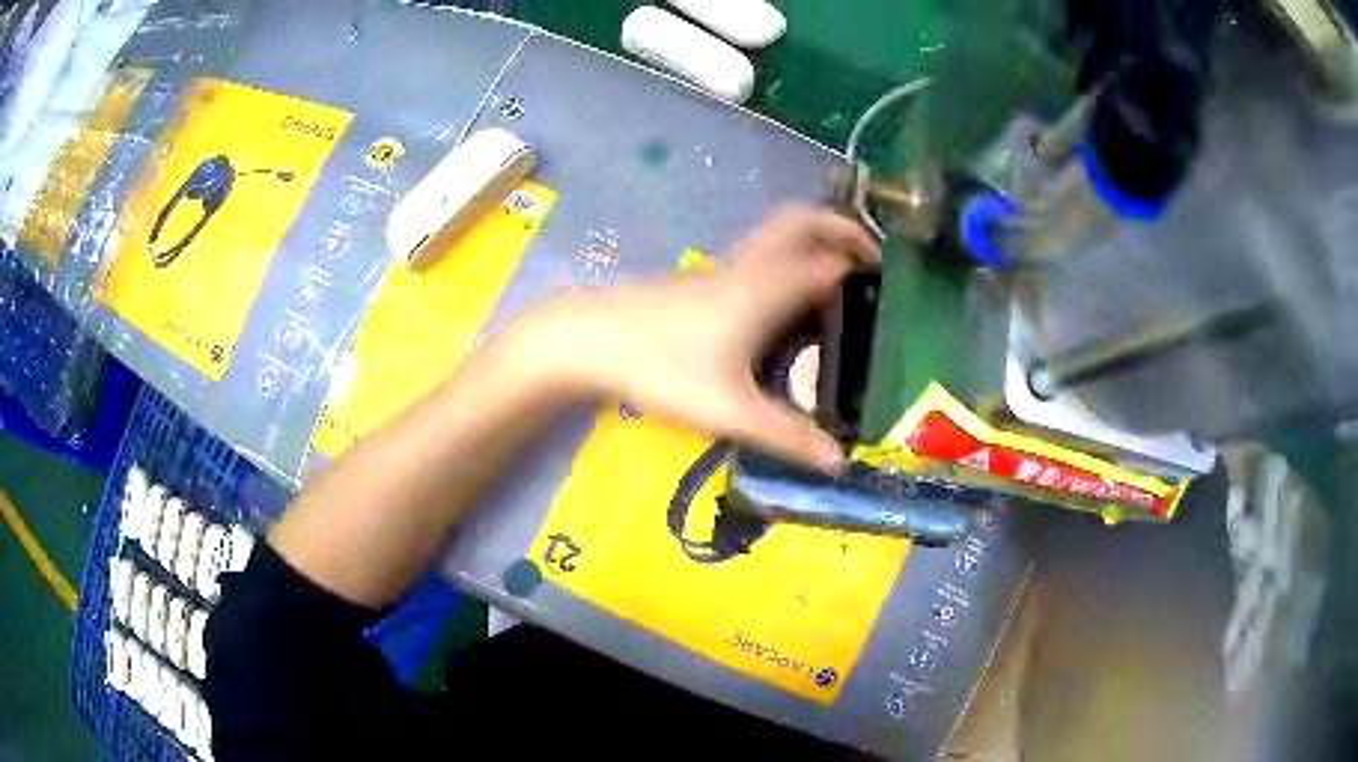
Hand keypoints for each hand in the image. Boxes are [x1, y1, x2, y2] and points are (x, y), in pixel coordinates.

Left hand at [502, 206, 878, 471]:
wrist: (587, 340)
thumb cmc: (660, 367)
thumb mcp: (728, 409)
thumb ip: (786, 436)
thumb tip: (839, 462)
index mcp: (767, 288)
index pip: (831, 261)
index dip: (866, 264)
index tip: (897, 283)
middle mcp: (750, 266)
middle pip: (803, 221)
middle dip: (842, 228)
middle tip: (872, 258)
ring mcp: (723, 268)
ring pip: (778, 233)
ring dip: (814, 239)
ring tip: (840, 277)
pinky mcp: (702, 279)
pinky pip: (759, 253)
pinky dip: (788, 257)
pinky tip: (788, 301)